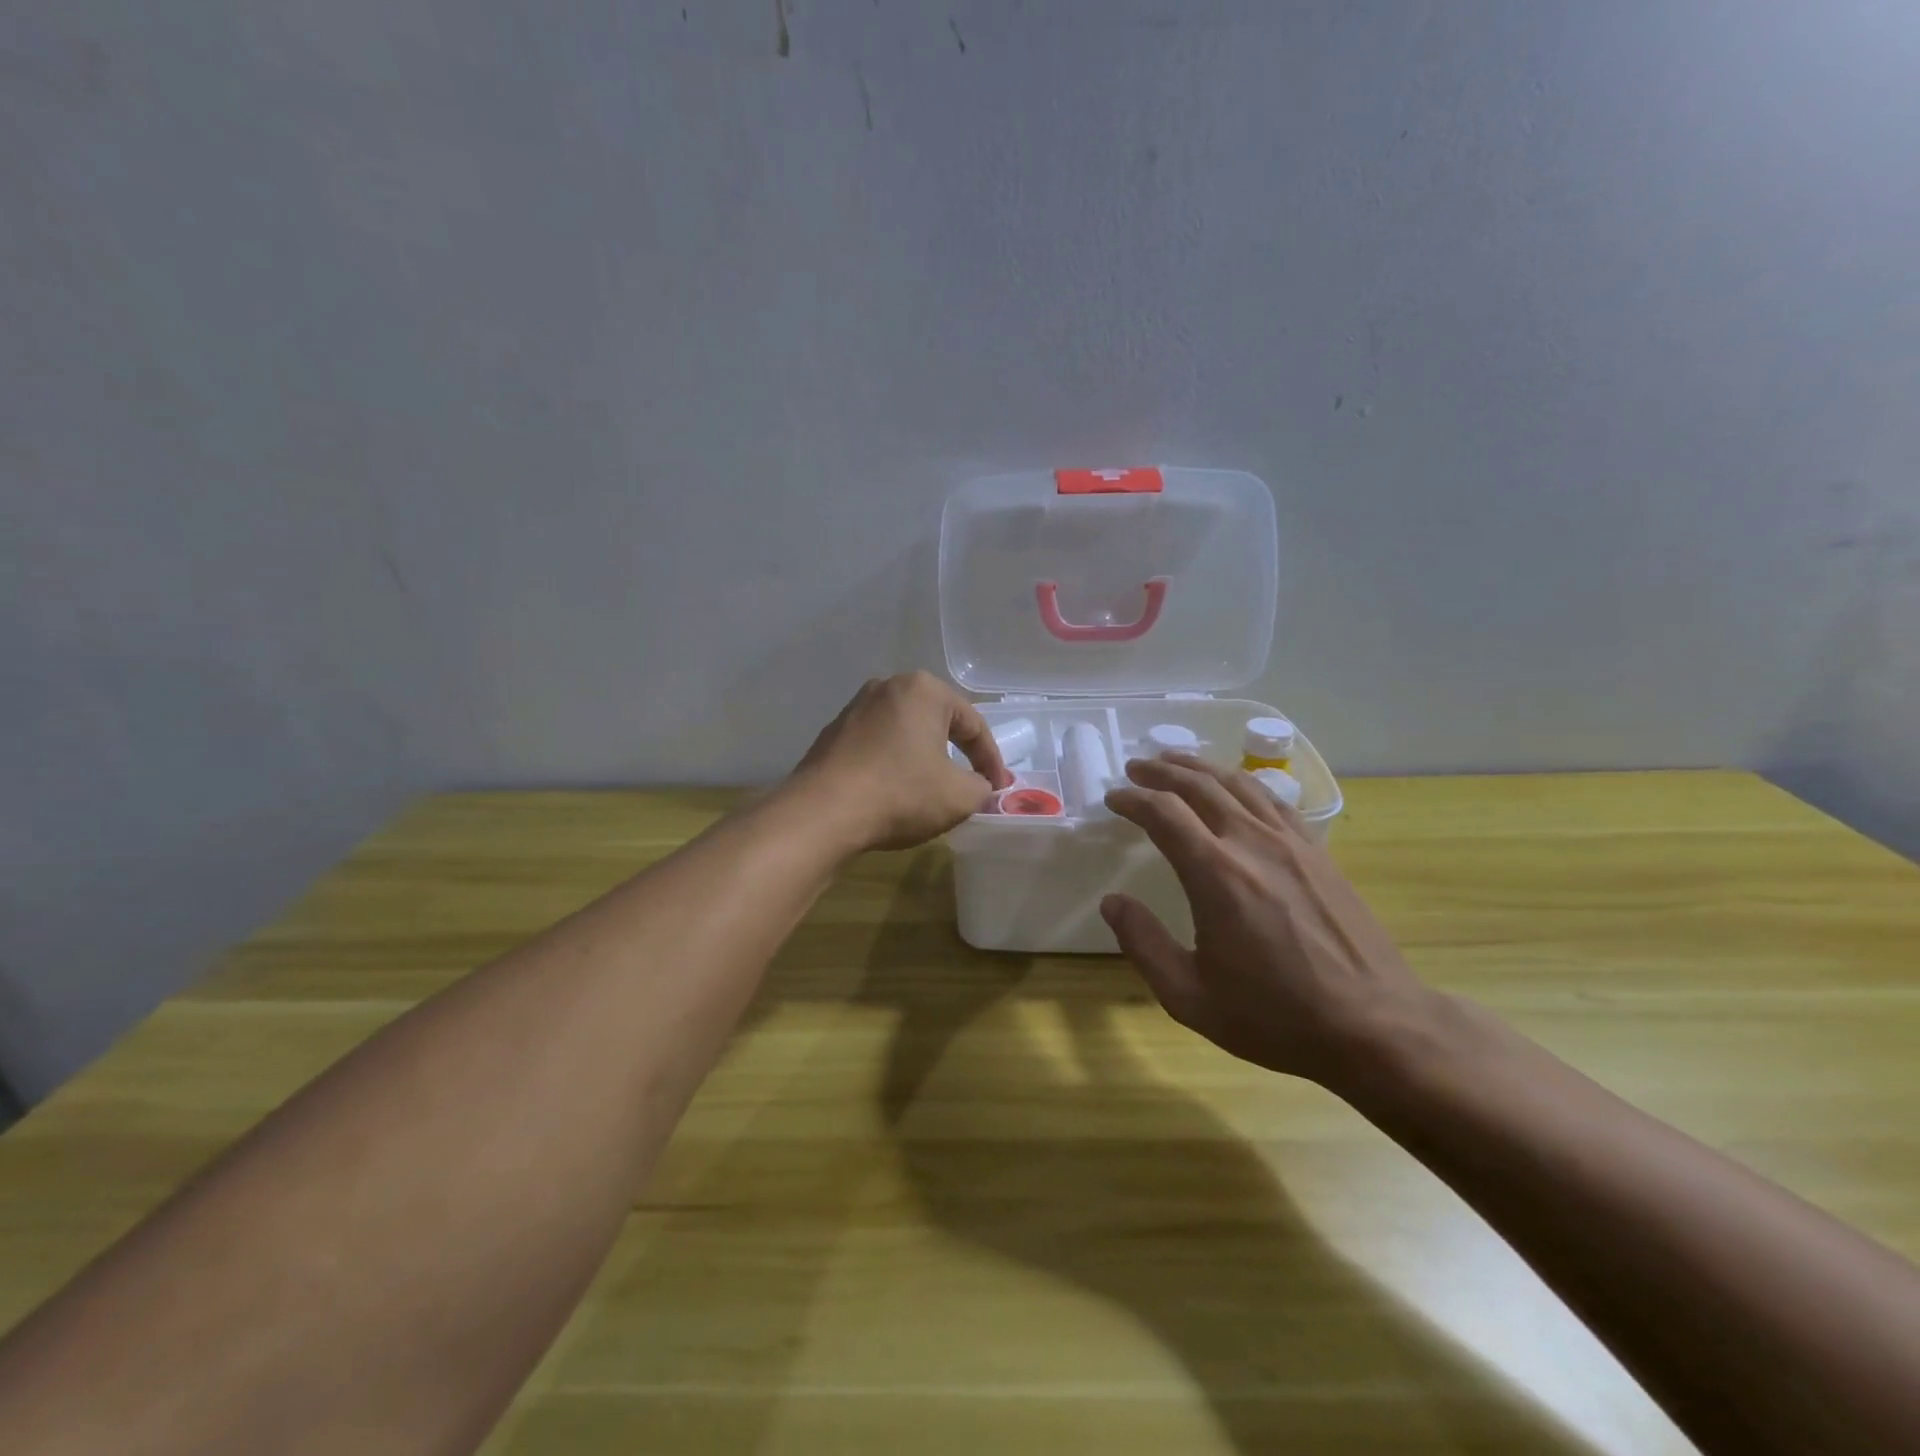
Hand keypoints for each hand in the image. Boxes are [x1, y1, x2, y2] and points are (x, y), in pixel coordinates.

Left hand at [790, 672, 1012, 852]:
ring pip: (904, 732)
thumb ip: (981, 786)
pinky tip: (894, 790)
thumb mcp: (959, 796)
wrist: (823, 813)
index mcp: (924, 690)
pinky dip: (893, 763)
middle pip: (937, 721)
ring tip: (933, 788)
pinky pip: (877, 745)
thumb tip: (979, 786)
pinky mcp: (833, 733)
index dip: (991, 760)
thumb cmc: (901, 794)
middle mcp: (888, 686)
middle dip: (957, 752)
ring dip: (923, 757)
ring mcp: (855, 708)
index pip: (973, 724)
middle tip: (971, 783)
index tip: (998, 788)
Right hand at [1101, 752, 1437, 1085]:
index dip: (1133, 800)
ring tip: (1176, 763)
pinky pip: (1273, 801)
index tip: (1113, 798)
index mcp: (1216, 874)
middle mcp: (1252, 843)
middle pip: (1200, 786)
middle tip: (1136, 768)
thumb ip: (1144, 944)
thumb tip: (1112, 902)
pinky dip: (1243, 784)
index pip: (1164, 814)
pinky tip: (1236, 789)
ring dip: (1201, 768)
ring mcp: (1291, 843)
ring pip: (1239, 784)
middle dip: (1162, 771)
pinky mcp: (1318, 852)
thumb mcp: (1190, 996)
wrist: (1374, 1025)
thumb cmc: (1275, 1016)